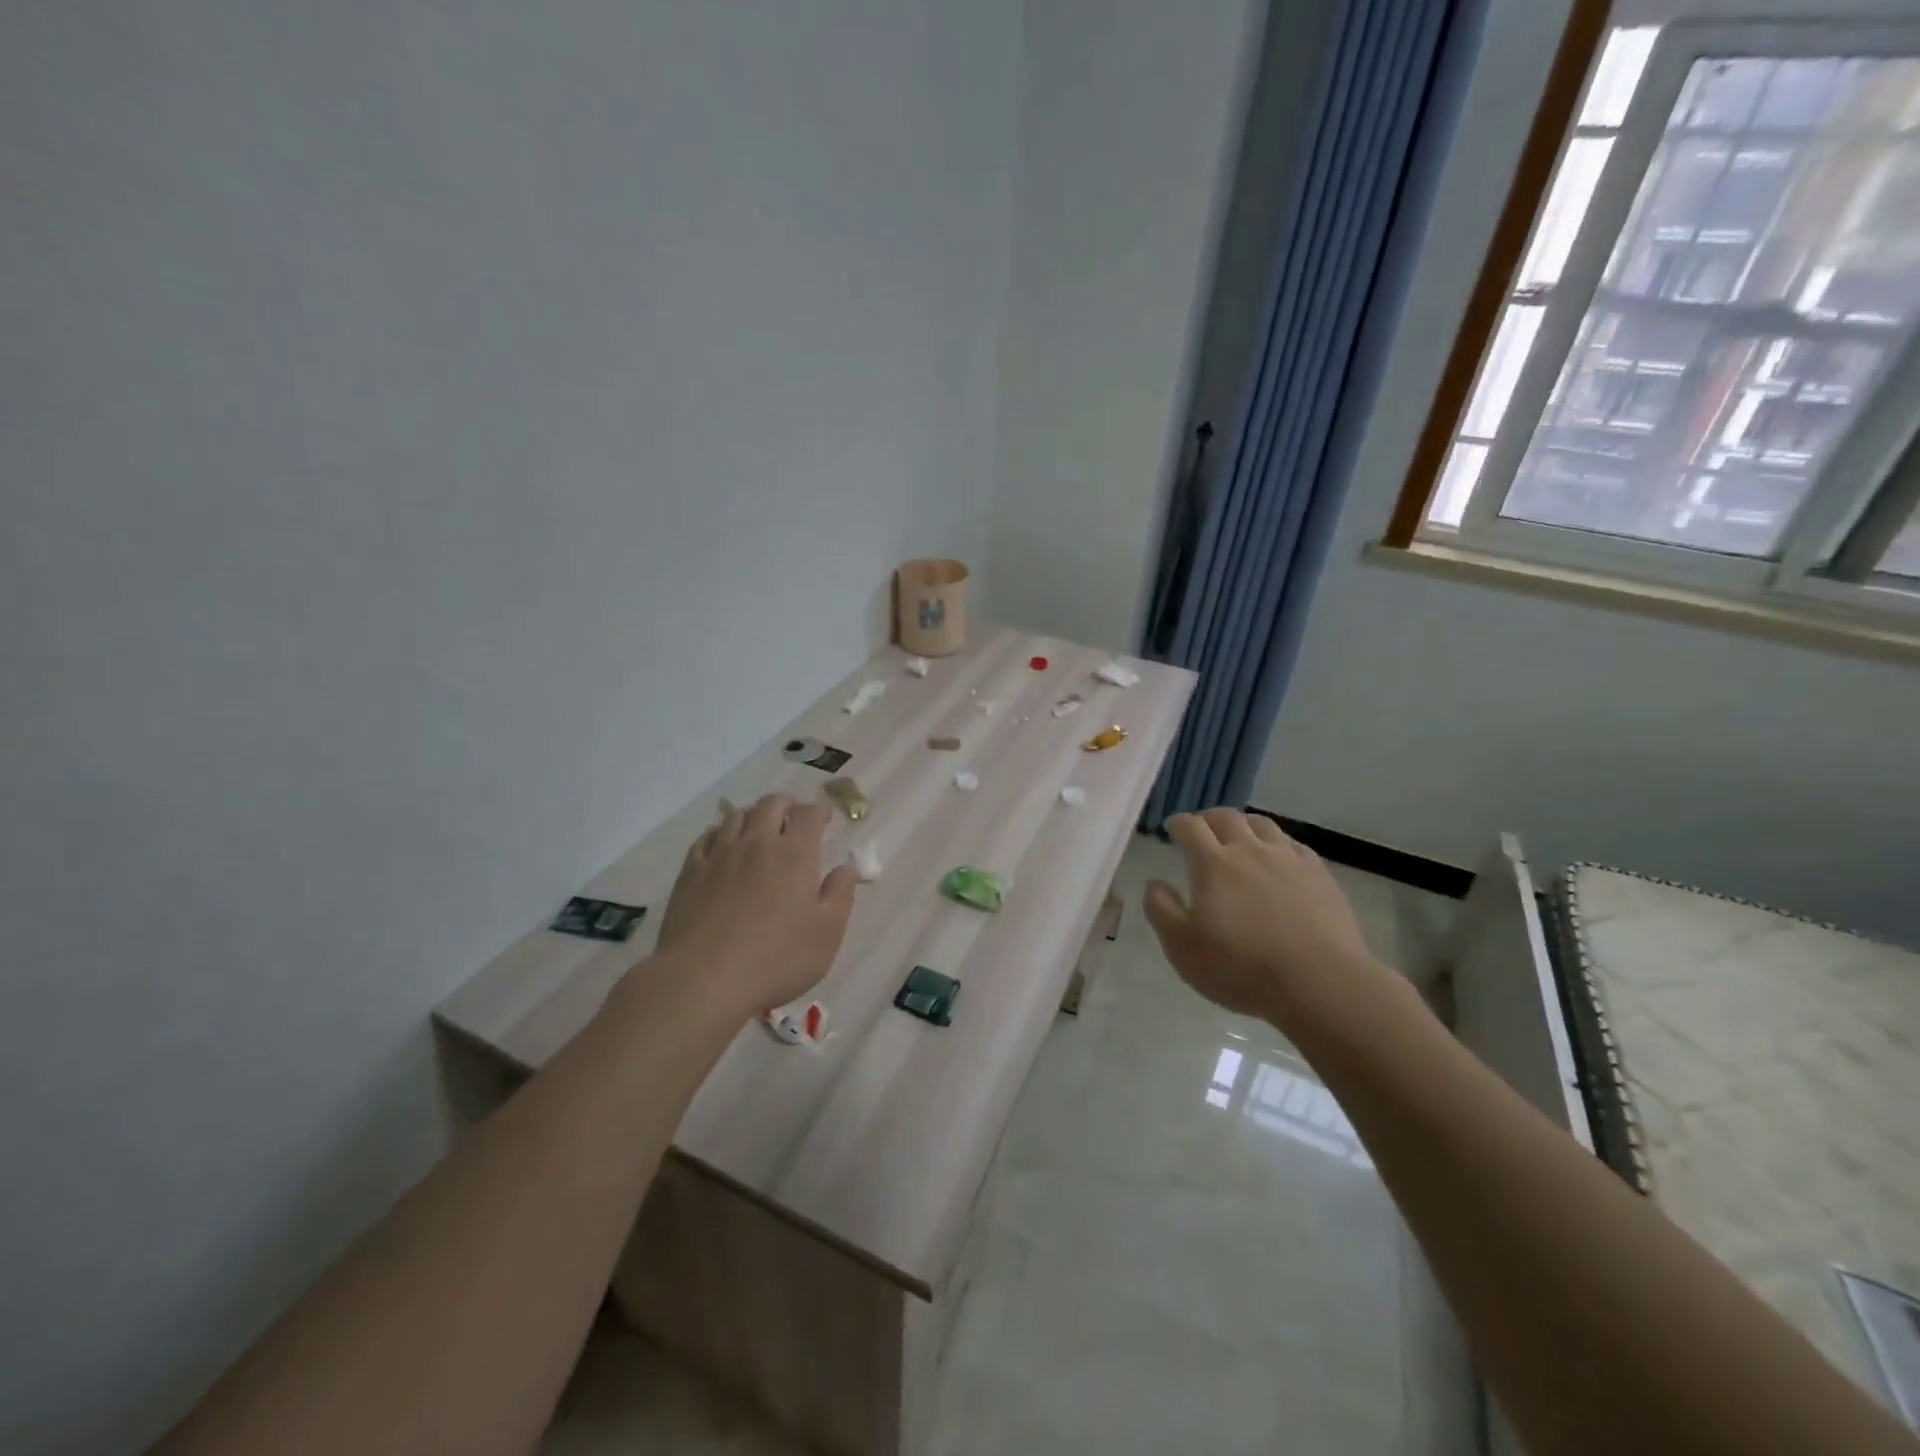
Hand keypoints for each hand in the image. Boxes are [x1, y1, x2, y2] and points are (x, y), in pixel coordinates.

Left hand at [652, 793, 858, 1015]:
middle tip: (794, 814)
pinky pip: (707, 837)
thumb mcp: (827, 934)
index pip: (809, 814)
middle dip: (787, 804)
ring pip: (737, 816)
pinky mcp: (690, 872)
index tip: (824, 817)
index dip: (819, 810)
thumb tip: (847, 867)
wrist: (702, 979)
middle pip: (771, 805)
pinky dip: (721, 832)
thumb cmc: (776, 959)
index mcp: (795, 854)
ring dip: (754, 814)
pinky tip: (722, 844)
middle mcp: (757, 843)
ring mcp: (720, 855)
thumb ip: (840, 894)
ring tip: (760, 826)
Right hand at [1144, 809, 1378, 1026]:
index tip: (1173, 830)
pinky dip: (1278, 843)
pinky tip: (1278, 858)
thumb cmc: (1241, 967)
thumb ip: (1161, 910)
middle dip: (1209, 819)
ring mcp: (1288, 859)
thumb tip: (1155, 883)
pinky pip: (1294, 844)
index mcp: (1213, 863)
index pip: (1190, 826)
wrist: (1320, 983)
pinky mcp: (1319, 874)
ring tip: (1239, 838)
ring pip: (1262, 824)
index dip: (1178, 824)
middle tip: (1203, 832)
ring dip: (1244, 825)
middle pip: (1226, 817)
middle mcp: (1250, 850)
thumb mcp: (1182, 947)